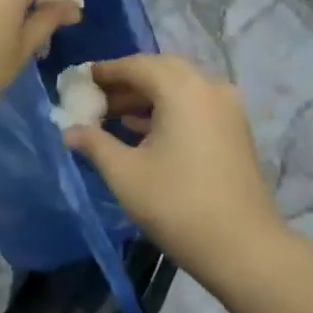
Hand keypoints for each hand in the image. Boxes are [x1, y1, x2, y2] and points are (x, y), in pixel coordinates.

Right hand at [62, 54, 282, 274]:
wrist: (242, 247)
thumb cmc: (176, 205)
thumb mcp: (124, 173)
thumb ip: (94, 143)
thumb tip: (69, 131)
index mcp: (182, 89)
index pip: (136, 65)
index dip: (105, 72)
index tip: (79, 81)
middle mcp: (209, 87)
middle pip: (161, 70)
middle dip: (127, 81)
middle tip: (96, 98)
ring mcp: (227, 107)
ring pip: (180, 87)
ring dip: (147, 96)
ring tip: (112, 116)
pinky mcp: (235, 128)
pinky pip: (195, 104)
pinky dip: (168, 108)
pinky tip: (143, 131)